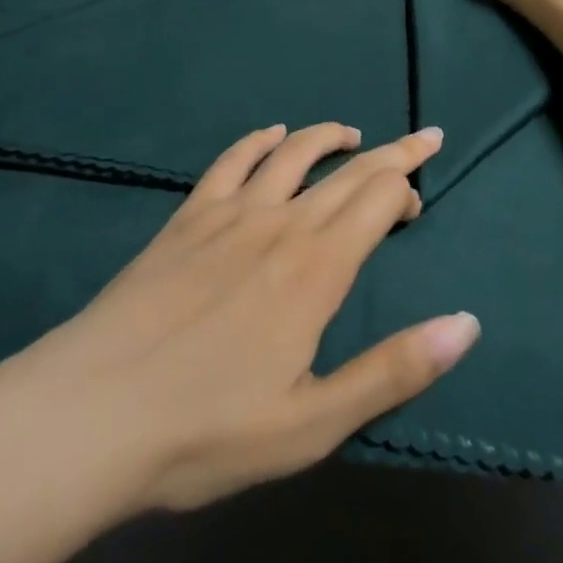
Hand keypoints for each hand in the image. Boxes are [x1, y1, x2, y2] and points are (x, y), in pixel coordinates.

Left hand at [0, 122, 478, 525]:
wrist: (95, 411)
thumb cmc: (209, 429)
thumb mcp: (314, 422)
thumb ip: (393, 369)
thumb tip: (467, 323)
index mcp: (317, 268)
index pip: (377, 200)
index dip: (405, 188)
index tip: (419, 199)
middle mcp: (281, 223)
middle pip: (348, 171)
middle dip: (391, 151)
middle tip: (421, 138)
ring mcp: (230, 212)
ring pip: (293, 153)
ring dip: (328, 136)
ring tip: (351, 133)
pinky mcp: (188, 215)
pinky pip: (232, 160)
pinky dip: (258, 140)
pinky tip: (270, 135)